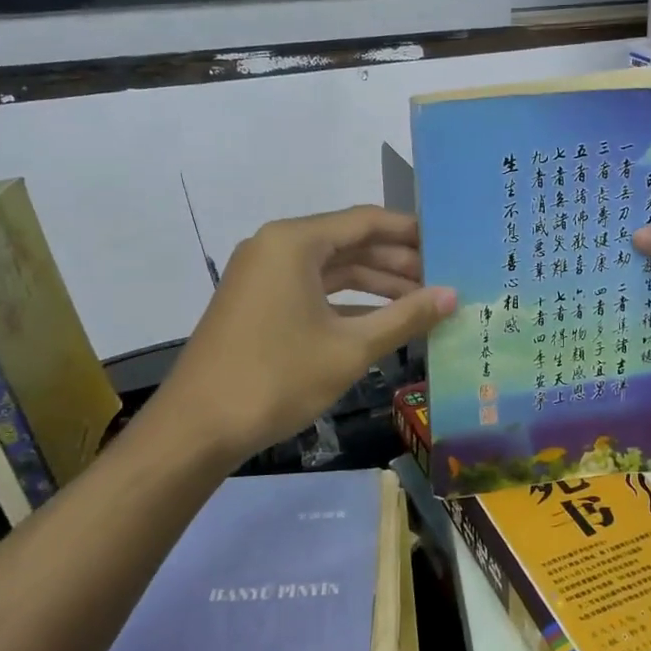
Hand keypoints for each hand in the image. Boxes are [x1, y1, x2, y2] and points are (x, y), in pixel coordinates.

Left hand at [147, 206, 454, 465]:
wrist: (197, 428)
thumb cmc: (278, 378)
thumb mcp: (350, 348)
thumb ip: (405, 317)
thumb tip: (452, 296)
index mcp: (295, 242)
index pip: (366, 221)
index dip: (410, 232)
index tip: (448, 244)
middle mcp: (276, 247)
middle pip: (349, 243)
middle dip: (397, 263)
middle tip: (442, 280)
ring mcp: (263, 275)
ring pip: (332, 269)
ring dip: (376, 285)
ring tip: (422, 303)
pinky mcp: (258, 302)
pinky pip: (312, 290)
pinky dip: (347, 303)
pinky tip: (383, 321)